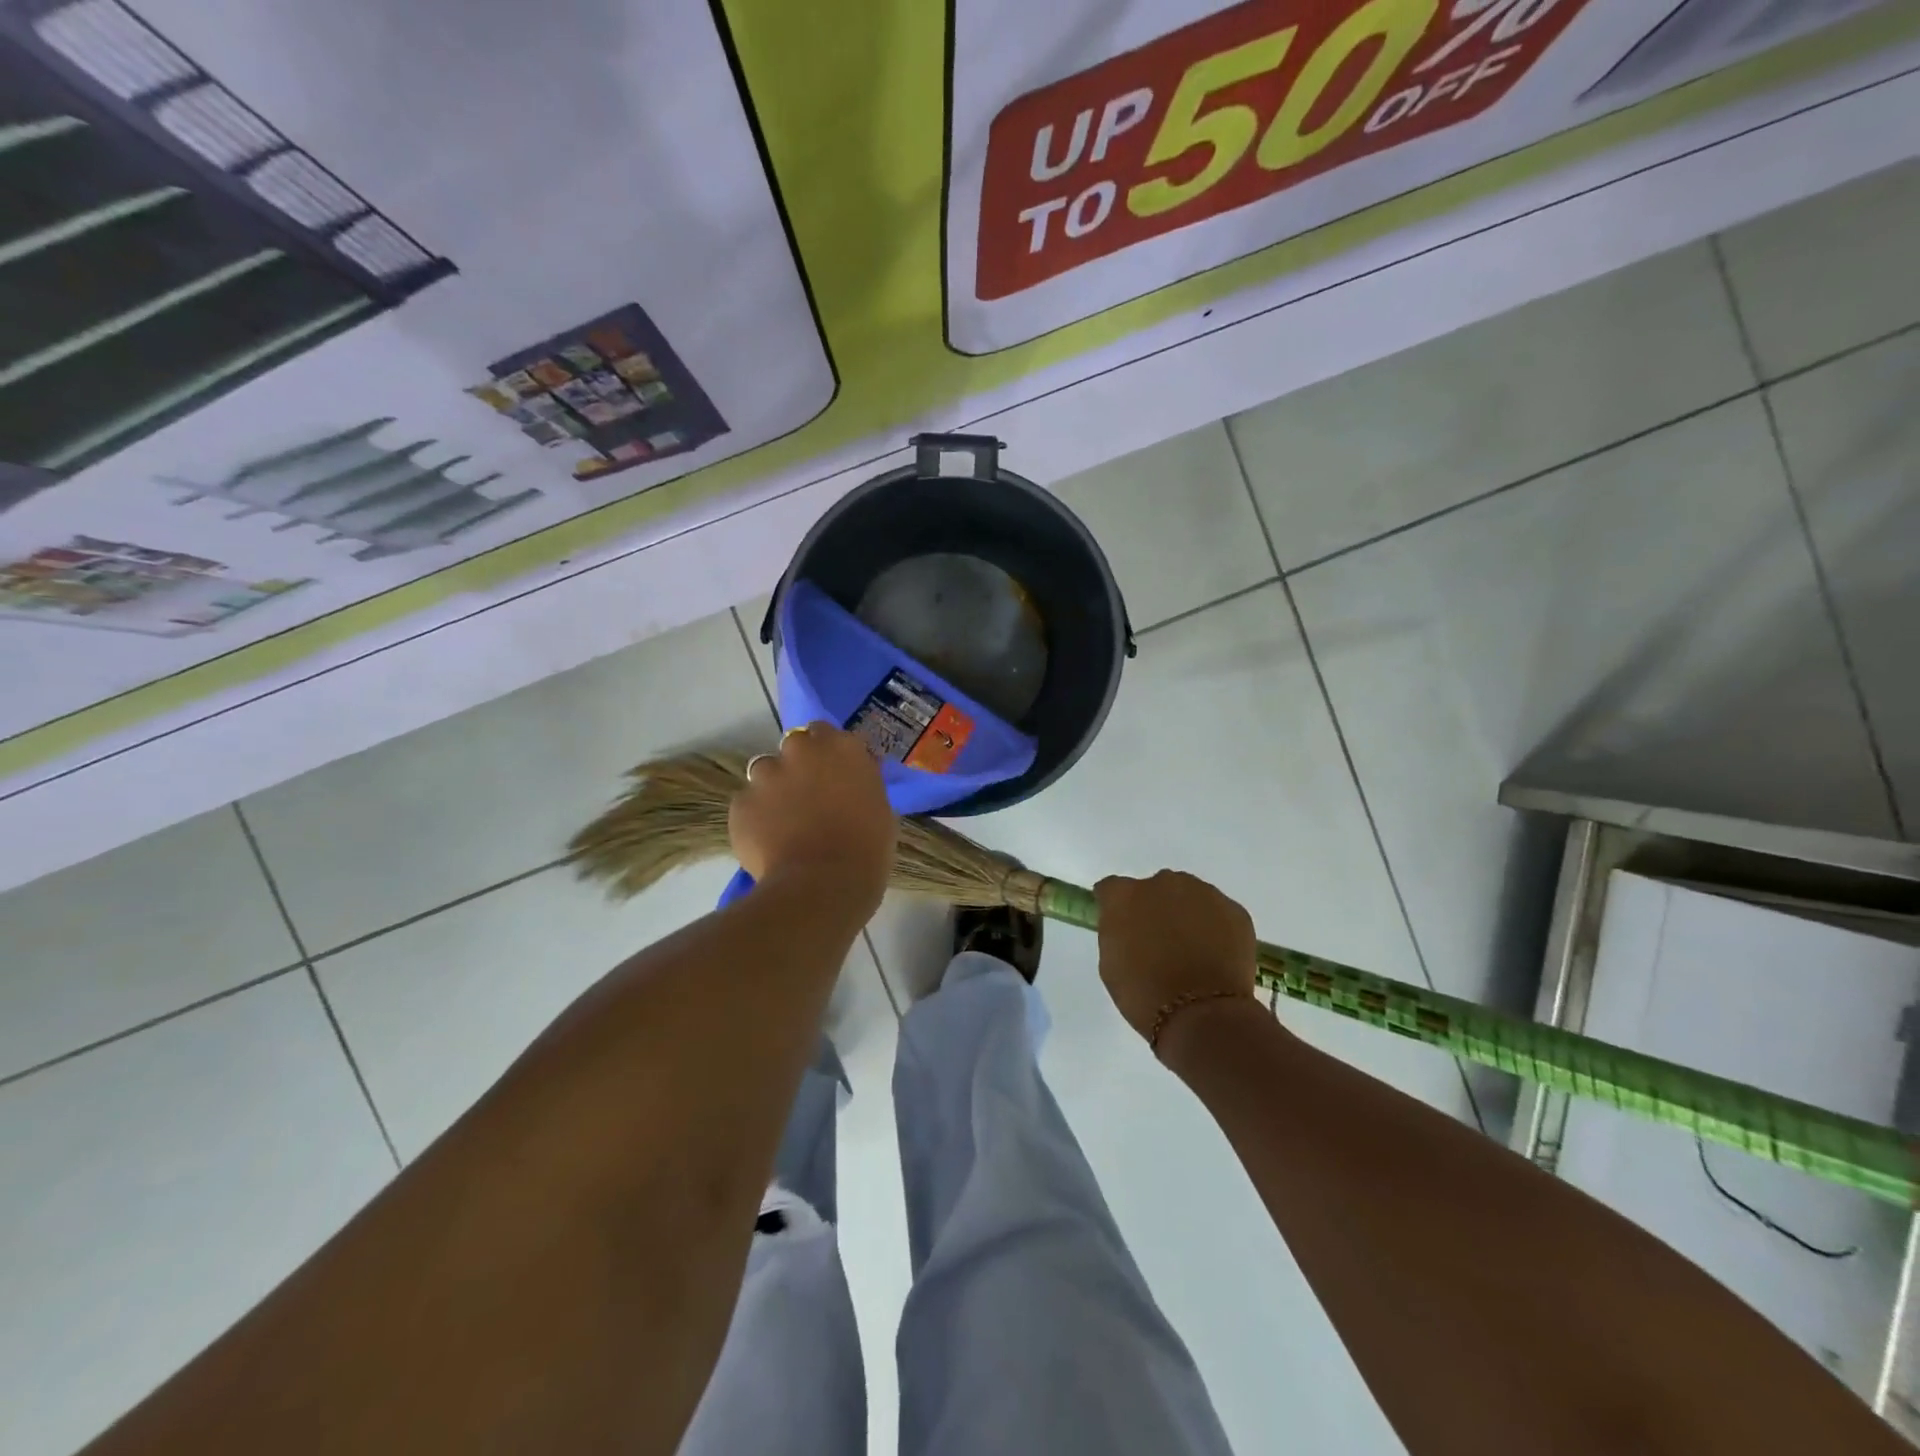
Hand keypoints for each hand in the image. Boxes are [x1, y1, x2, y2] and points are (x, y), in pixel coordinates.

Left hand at [730, 724, 896, 912]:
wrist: (822, 885)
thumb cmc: (867, 849)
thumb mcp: (880, 808)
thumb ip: (862, 783)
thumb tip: (854, 779)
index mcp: (842, 747)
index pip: (827, 732)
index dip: (828, 753)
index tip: (833, 774)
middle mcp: (801, 750)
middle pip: (794, 745)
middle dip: (799, 765)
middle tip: (809, 796)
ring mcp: (766, 774)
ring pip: (765, 771)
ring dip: (774, 788)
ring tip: (784, 821)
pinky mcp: (741, 803)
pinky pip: (748, 804)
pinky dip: (756, 818)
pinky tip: (768, 842)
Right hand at [1095, 871, 1258, 1044]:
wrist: (1202, 1015)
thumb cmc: (1144, 994)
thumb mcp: (1110, 963)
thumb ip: (1116, 932)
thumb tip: (1128, 925)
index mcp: (1125, 895)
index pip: (1112, 888)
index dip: (1116, 907)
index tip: (1121, 926)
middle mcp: (1163, 883)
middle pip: (1155, 888)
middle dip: (1155, 908)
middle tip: (1159, 941)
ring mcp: (1203, 893)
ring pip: (1190, 897)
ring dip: (1186, 915)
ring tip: (1192, 950)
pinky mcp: (1235, 910)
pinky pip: (1218, 913)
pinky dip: (1215, 929)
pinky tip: (1215, 956)